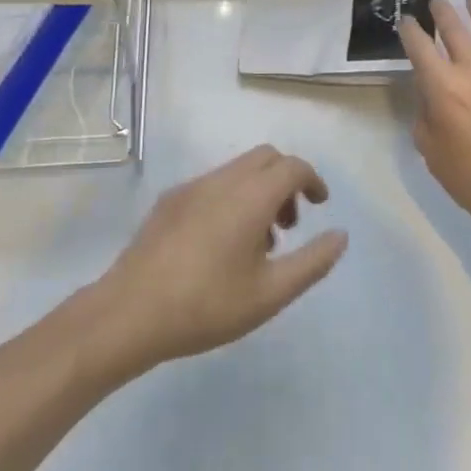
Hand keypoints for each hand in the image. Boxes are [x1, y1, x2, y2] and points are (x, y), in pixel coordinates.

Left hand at [91, 146, 348, 373]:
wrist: (129, 313)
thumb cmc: (206, 306)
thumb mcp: (269, 294)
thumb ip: (312, 262)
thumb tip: (341, 236)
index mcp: (250, 196)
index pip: (292, 166)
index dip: (312, 180)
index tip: (321, 205)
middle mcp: (223, 179)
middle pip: (266, 158)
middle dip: (286, 180)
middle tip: (290, 224)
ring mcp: (192, 187)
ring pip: (238, 169)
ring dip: (259, 190)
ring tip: (258, 243)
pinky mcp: (170, 200)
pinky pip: (213, 183)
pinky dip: (233, 197)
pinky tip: (221, 245)